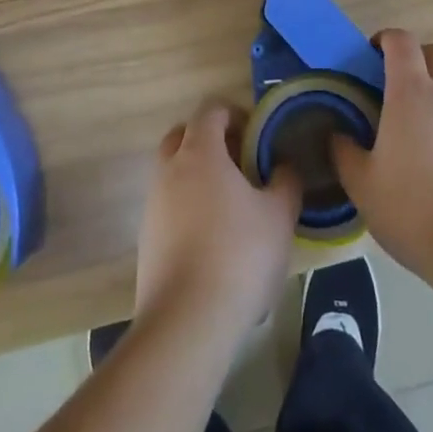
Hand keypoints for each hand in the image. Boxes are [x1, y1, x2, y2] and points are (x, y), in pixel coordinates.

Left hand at [136, 100, 301, 338]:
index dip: (235, 114)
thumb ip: (286, 181)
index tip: (257, 135)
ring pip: (173, 171)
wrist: (187, 321)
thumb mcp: (280, 215)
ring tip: (230, 205)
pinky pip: (168, 205)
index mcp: (200, 152)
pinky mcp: (146, 238)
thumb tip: (283, 167)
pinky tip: (212, 239)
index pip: (211, 110)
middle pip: (183, 135)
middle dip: (210, 140)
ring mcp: (153, 204)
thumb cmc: (239, 255)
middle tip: (239, 163)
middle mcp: (170, 169)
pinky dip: (187, 208)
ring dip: (197, 175)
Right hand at [333, 30, 432, 277]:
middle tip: (402, 83)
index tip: (372, 53)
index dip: (386, 39)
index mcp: (412, 93)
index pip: (402, 42)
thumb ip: (345, 153)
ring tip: (427, 120)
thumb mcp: (362, 185)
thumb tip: (338, 134)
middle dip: (421, 57)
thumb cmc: (412, 210)